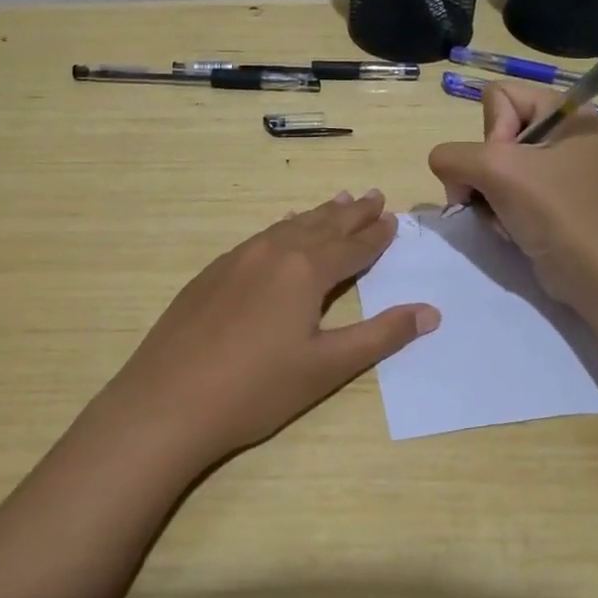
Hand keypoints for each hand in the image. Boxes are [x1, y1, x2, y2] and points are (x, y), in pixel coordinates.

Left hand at [93, 190, 438, 463]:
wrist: (166, 402)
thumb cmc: (256, 389)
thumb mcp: (326, 367)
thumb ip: (380, 336)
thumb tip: (430, 311)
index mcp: (305, 270)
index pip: (352, 246)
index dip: (376, 234)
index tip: (393, 218)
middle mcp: (273, 252)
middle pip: (321, 226)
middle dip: (351, 213)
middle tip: (373, 196)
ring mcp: (237, 259)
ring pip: (288, 227)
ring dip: (317, 215)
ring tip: (337, 201)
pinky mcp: (211, 273)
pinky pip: (259, 238)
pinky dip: (282, 229)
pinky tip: (281, 231)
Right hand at [428, 82, 597, 308]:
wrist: (595, 276)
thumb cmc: (555, 211)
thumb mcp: (496, 171)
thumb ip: (452, 156)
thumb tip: (444, 167)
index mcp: (564, 111)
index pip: (497, 96)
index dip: (491, 132)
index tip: (507, 165)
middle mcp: (560, 134)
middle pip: (490, 135)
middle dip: (483, 172)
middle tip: (499, 195)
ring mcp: (554, 169)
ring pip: (490, 168)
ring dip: (486, 196)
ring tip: (505, 218)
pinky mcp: (547, 199)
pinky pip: (502, 192)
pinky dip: (497, 212)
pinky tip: (510, 229)